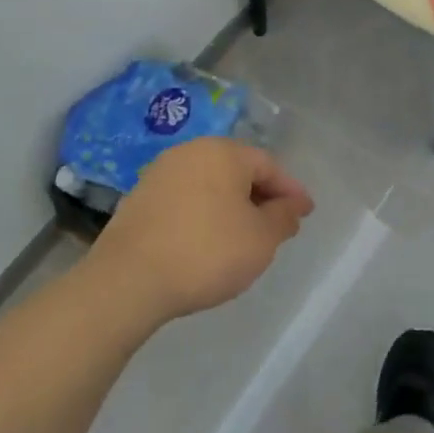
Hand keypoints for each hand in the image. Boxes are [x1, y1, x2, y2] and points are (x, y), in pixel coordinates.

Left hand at [90, 138, 313, 320]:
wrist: (128, 280)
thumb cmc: (207, 252)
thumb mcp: (261, 239)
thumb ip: (282, 217)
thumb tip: (291, 206)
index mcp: (223, 152)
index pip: (268, 165)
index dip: (290, 191)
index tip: (305, 214)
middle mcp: (190, 152)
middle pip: (237, 171)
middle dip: (261, 197)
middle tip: (278, 226)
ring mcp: (159, 173)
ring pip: (210, 185)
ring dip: (231, 206)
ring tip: (244, 237)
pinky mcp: (138, 199)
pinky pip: (185, 200)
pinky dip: (203, 215)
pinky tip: (207, 242)